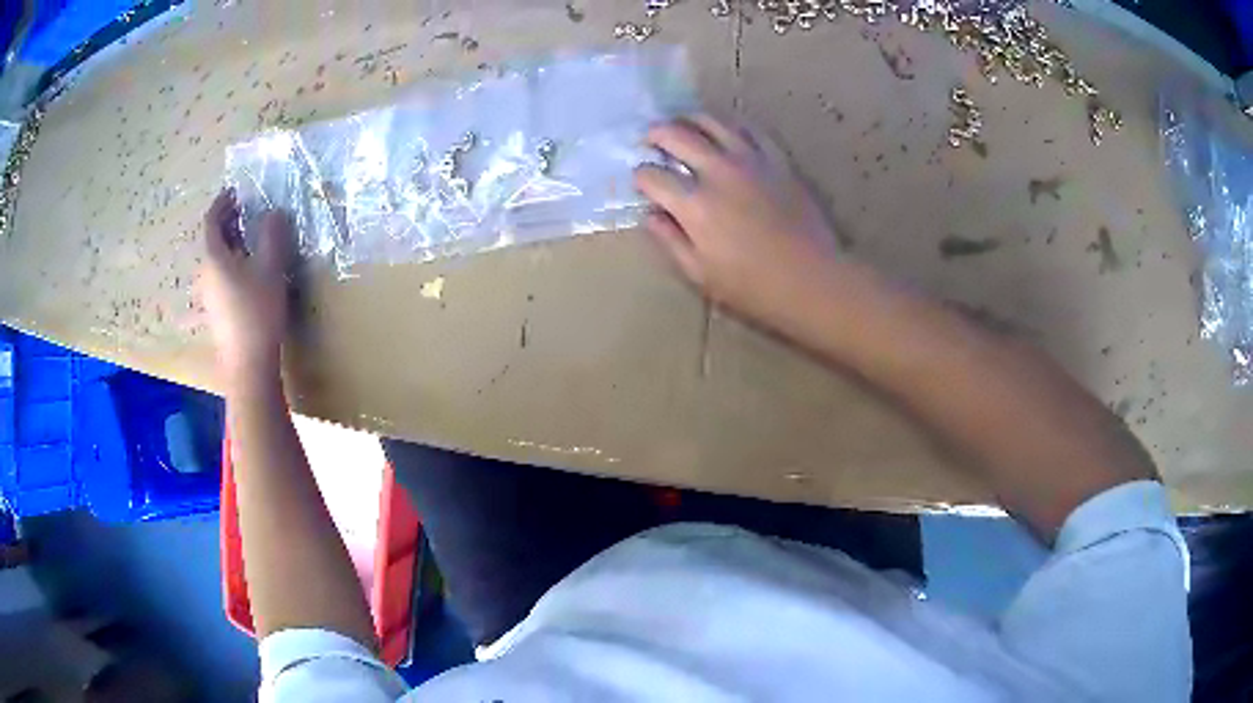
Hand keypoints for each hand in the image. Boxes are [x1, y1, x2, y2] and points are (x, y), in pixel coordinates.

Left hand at [199, 190, 294, 378]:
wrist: (248, 365)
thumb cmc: (257, 312)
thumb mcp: (271, 268)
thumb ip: (272, 235)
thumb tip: (275, 211)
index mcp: (214, 258)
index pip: (211, 220)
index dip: (222, 202)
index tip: (235, 190)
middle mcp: (205, 274)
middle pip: (212, 239)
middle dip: (228, 221)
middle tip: (247, 210)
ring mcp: (209, 295)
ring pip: (216, 259)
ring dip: (231, 242)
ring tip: (251, 237)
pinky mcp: (216, 311)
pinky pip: (220, 276)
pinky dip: (232, 262)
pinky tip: (249, 270)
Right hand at [634, 116, 840, 331]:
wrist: (812, 279)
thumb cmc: (753, 286)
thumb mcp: (700, 274)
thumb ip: (670, 240)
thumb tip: (650, 215)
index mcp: (694, 204)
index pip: (652, 176)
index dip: (640, 177)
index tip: (641, 182)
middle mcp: (717, 172)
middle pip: (676, 135)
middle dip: (655, 135)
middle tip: (650, 139)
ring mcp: (750, 161)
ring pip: (712, 122)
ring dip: (689, 120)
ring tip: (682, 125)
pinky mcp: (777, 160)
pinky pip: (750, 130)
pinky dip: (731, 126)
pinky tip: (726, 132)